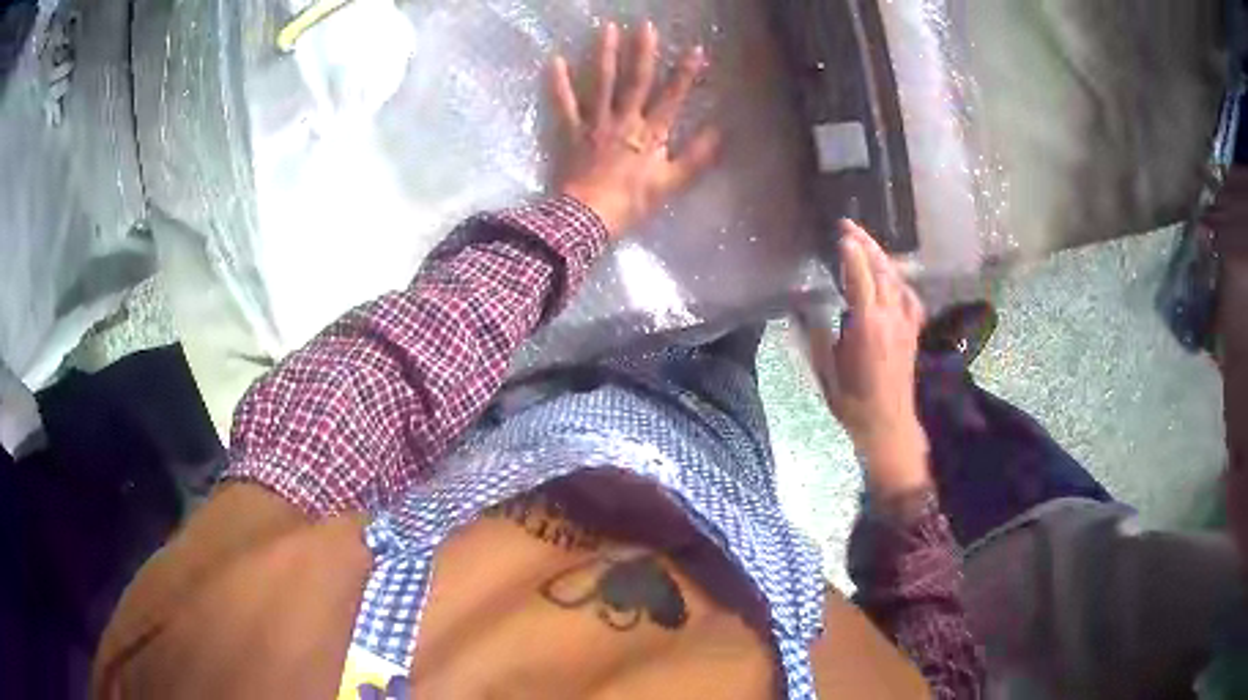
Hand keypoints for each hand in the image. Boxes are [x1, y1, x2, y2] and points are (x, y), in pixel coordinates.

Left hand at [549, 22, 720, 237]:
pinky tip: (555, 60)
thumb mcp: (672, 183)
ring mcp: (596, 122)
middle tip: (645, 25)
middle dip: (643, 52)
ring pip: (602, 83)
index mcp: (651, 132)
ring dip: (606, 54)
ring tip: (608, 28)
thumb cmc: (633, 202)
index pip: (672, 97)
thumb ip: (697, 156)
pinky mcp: (573, 131)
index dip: (686, 73)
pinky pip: (565, 103)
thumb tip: (720, 131)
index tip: (696, 49)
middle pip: (636, 81)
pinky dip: (559, 83)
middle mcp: (625, 119)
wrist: (589, 216)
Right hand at [801, 221, 930, 494]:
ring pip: (897, 280)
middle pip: (882, 271)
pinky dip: (899, 281)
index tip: (842, 232)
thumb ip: (815, 334)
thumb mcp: (826, 370)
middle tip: (851, 225)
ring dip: (883, 258)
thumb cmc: (853, 401)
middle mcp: (891, 317)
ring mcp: (906, 323)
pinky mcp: (913, 332)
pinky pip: (909, 297)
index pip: (861, 277)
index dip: (852, 252)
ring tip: (868, 243)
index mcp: (867, 325)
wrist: (888, 424)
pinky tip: (893, 279)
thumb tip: (800, 307)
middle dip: (867, 244)